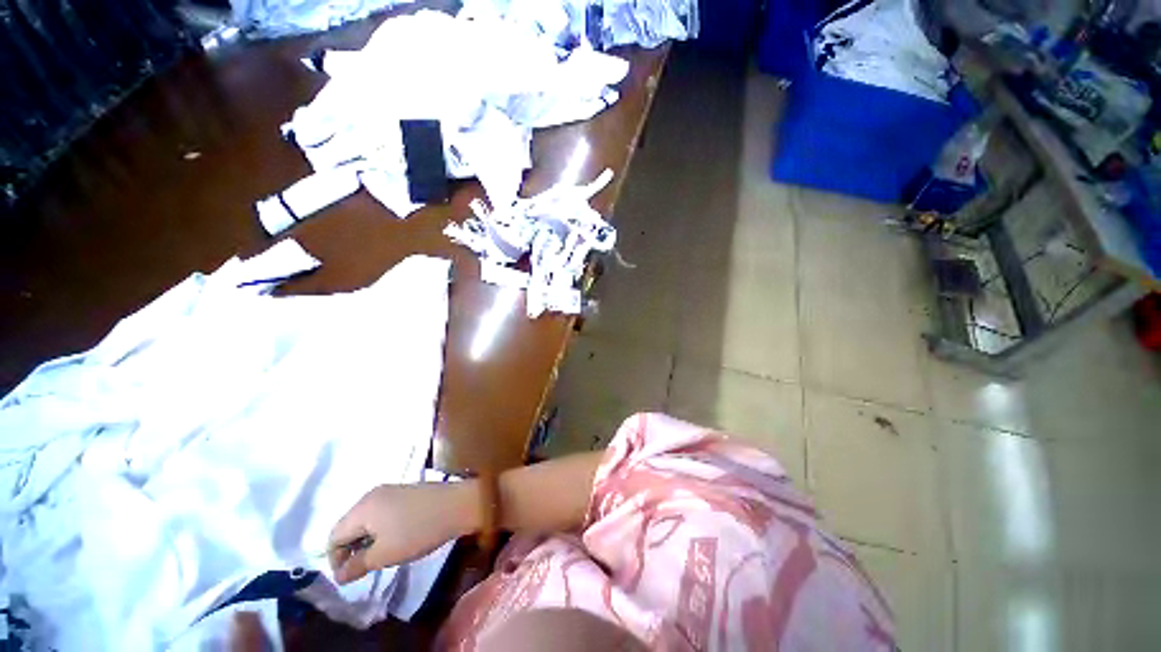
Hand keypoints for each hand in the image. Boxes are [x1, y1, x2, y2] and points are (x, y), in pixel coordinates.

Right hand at [328, 482, 478, 584]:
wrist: (458, 504)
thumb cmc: (419, 530)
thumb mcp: (385, 554)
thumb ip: (357, 565)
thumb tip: (339, 575)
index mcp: (363, 507)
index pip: (334, 536)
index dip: (335, 560)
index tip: (348, 577)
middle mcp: (373, 494)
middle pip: (349, 525)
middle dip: (351, 549)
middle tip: (364, 569)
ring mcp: (390, 490)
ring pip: (366, 519)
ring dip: (367, 540)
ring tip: (380, 556)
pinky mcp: (405, 492)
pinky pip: (381, 512)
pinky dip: (380, 529)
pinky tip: (394, 539)